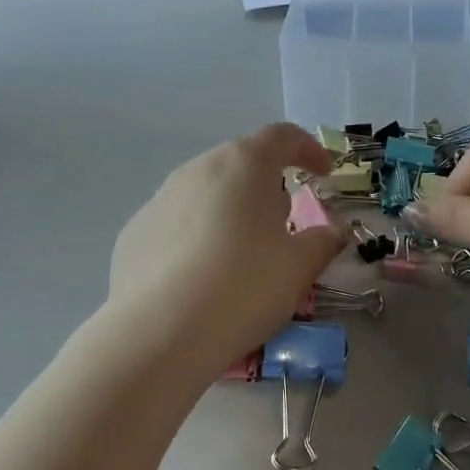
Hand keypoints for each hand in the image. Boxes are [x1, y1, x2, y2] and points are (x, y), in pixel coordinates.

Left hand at [107, 123, 344, 381]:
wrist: (158, 333)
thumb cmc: (243, 286)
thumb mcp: (297, 268)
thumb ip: (321, 242)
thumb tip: (333, 232)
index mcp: (245, 164)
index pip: (282, 136)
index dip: (308, 149)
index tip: (323, 172)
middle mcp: (200, 168)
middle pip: (241, 163)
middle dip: (267, 185)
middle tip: (283, 222)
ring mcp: (161, 197)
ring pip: (206, 192)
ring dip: (230, 211)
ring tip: (242, 253)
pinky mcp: (135, 231)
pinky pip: (177, 223)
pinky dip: (196, 237)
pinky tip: (201, 277)